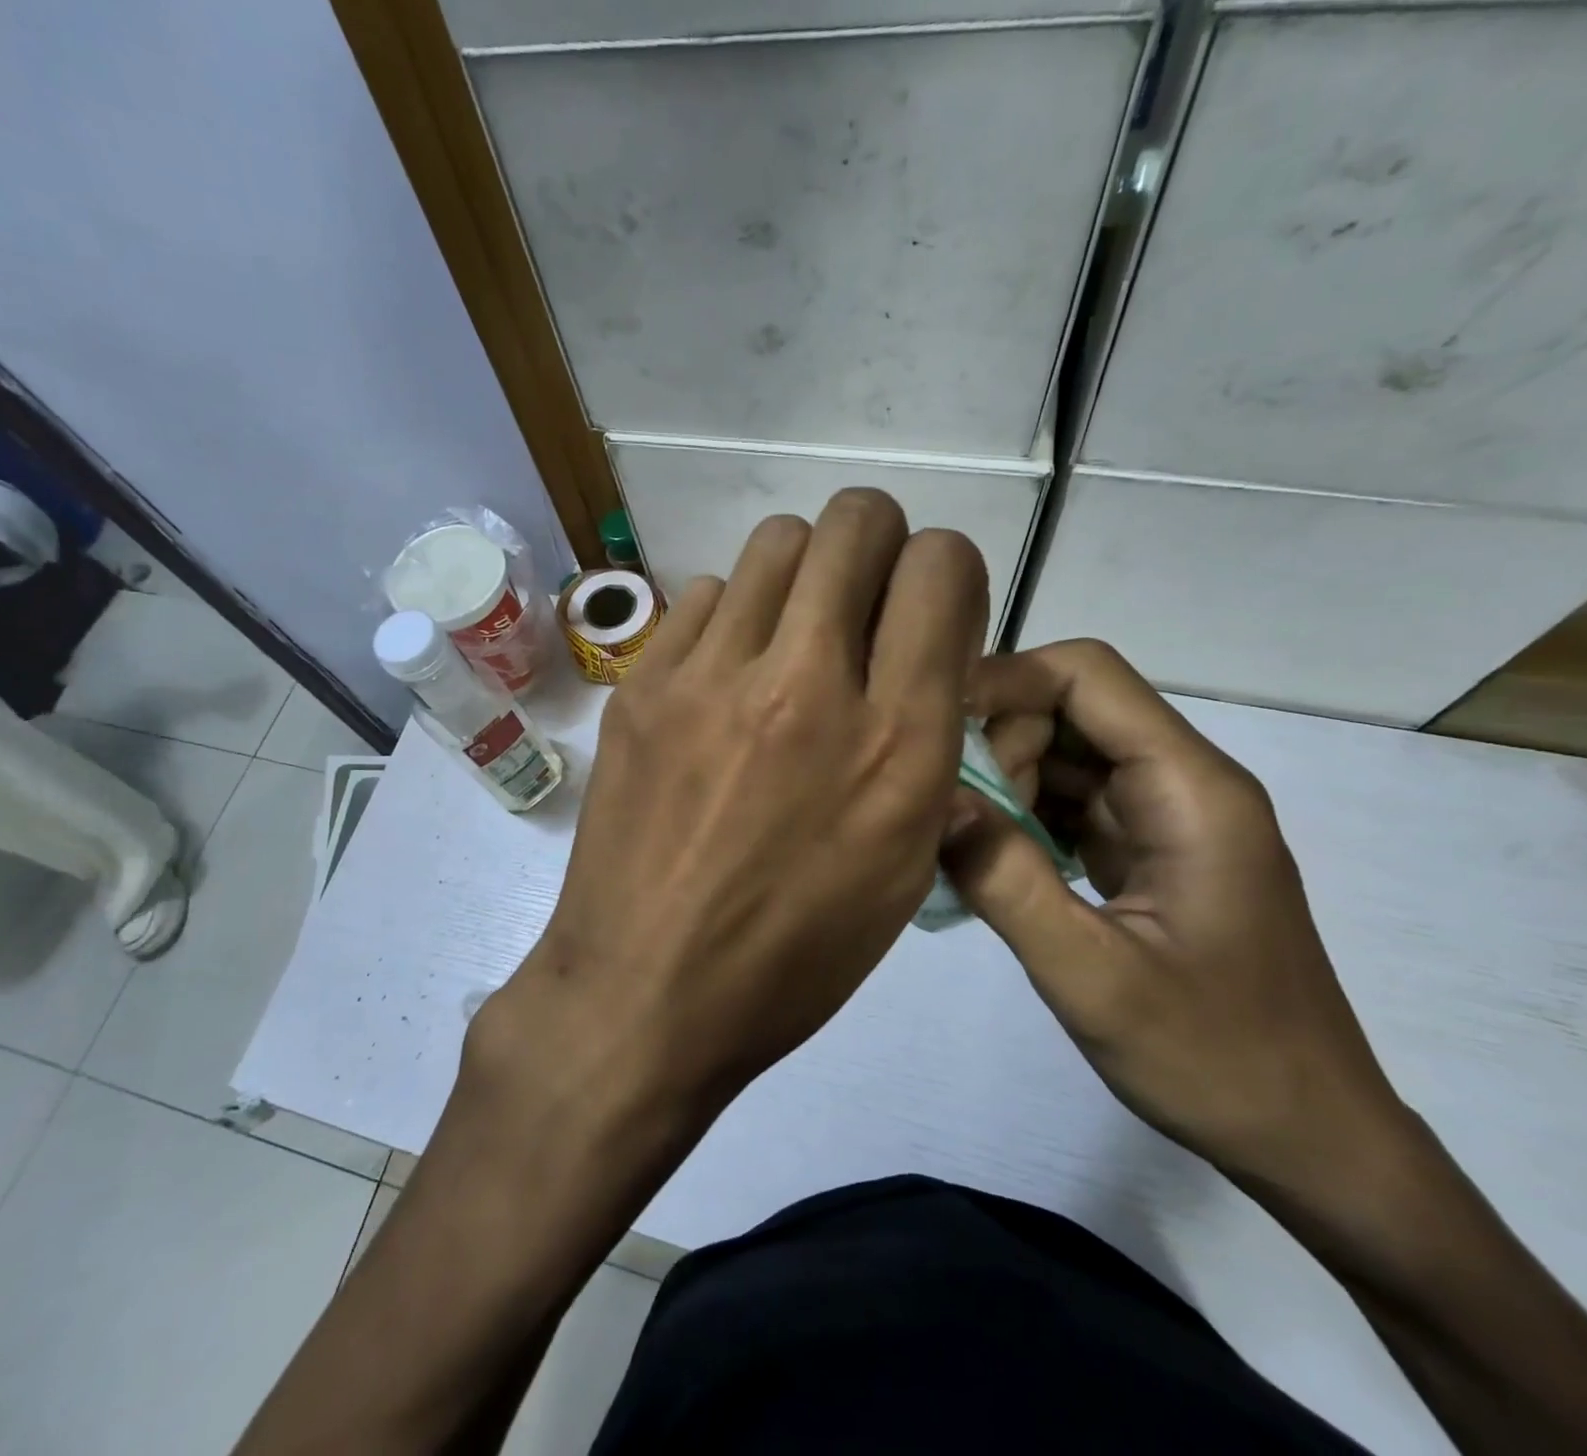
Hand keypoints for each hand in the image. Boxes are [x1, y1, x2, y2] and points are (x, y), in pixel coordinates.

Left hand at [475, 490, 988, 1125]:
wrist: (644, 990)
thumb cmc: (793, 953)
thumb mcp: (903, 864)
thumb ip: (926, 742)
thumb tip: (918, 660)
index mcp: (896, 742)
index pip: (942, 566)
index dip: (944, 573)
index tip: (926, 614)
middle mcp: (808, 684)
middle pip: (857, 520)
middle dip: (876, 546)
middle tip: (861, 605)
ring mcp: (711, 676)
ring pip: (777, 544)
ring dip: (802, 577)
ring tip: (788, 641)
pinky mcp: (642, 684)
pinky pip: (704, 597)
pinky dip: (730, 620)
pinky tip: (721, 683)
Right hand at [943, 639, 1411, 1201]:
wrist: (1308, 1137)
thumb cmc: (1214, 1060)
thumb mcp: (1092, 977)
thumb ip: (1007, 881)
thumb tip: (934, 799)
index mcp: (1190, 791)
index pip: (1087, 676)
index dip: (1005, 680)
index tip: (937, 730)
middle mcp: (1184, 784)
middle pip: (1070, 707)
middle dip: (999, 740)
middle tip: (957, 814)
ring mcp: (1168, 818)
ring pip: (1065, 753)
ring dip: (1005, 780)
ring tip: (968, 843)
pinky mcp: (1150, 851)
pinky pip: (1072, 801)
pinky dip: (1022, 815)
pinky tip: (992, 860)